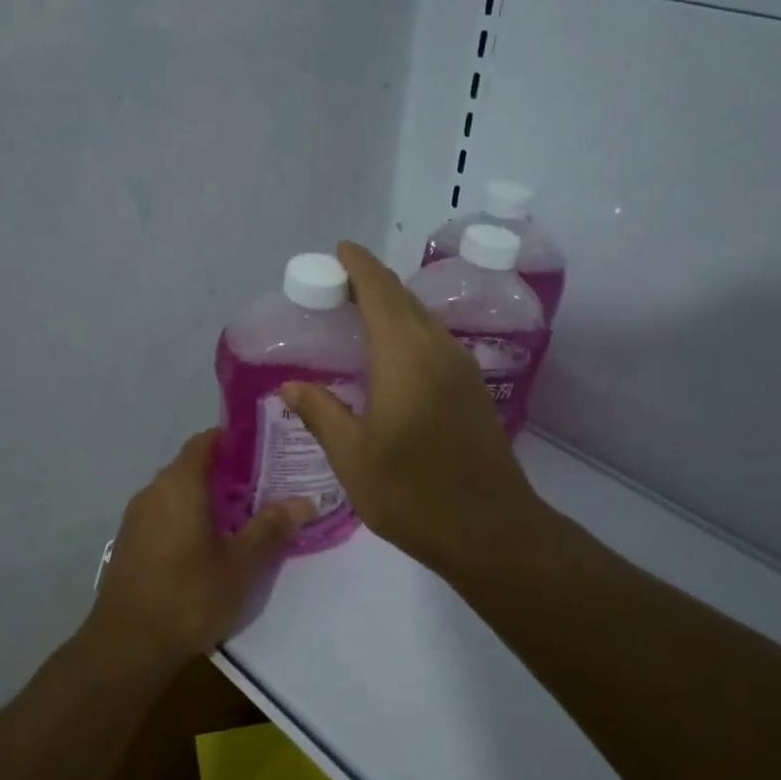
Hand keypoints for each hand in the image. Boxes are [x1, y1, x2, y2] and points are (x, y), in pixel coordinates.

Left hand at [89, 429, 311, 665]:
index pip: (205, 441)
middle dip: (228, 471)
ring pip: (178, 493)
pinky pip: (165, 515)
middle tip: (266, 484)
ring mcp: (137, 519)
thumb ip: (271, 528)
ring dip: (208, 497)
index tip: (265, 447)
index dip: (234, 439)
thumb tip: (304, 501)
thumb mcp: (241, 564)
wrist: (127, 646)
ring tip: (245, 514)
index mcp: (180, 485)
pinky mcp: (130, 544)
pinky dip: (189, 517)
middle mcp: (154, 492)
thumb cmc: (189, 596)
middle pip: (192, 466)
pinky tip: (212, 543)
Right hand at [281, 242, 547, 573]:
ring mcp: (462, 369)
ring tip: (361, 315)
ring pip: (424, 321)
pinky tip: (394, 356)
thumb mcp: (353, 457)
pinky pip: (436, 343)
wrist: (489, 528)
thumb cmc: (411, 493)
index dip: (360, 267)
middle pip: (404, 301)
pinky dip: (410, 333)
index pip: (380, 293)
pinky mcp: (473, 390)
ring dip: (394, 308)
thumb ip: (322, 414)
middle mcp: (439, 351)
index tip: (340, 251)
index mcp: (405, 357)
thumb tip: (291, 386)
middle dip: (373, 284)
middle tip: (339, 286)